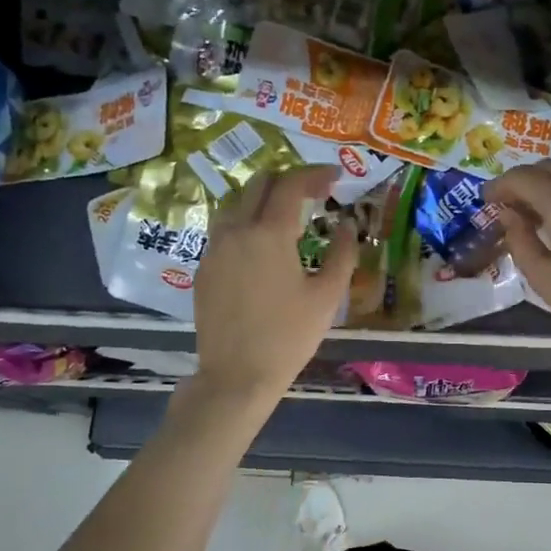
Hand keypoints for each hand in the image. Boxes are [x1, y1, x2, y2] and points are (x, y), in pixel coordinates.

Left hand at [188, 165, 355, 399]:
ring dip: (263, 199)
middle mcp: (236, 230)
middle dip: (288, 180)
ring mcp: (214, 248)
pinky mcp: (204, 268)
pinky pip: (224, 229)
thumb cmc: (289, 336)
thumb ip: (342, 253)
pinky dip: (246, 223)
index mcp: (269, 233)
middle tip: (314, 193)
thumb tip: (347, 225)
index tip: (335, 177)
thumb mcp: (327, 296)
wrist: (237, 375)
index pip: (291, 185)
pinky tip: (262, 245)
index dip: (315, 175)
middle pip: (259, 184)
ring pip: (236, 203)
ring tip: (286, 214)